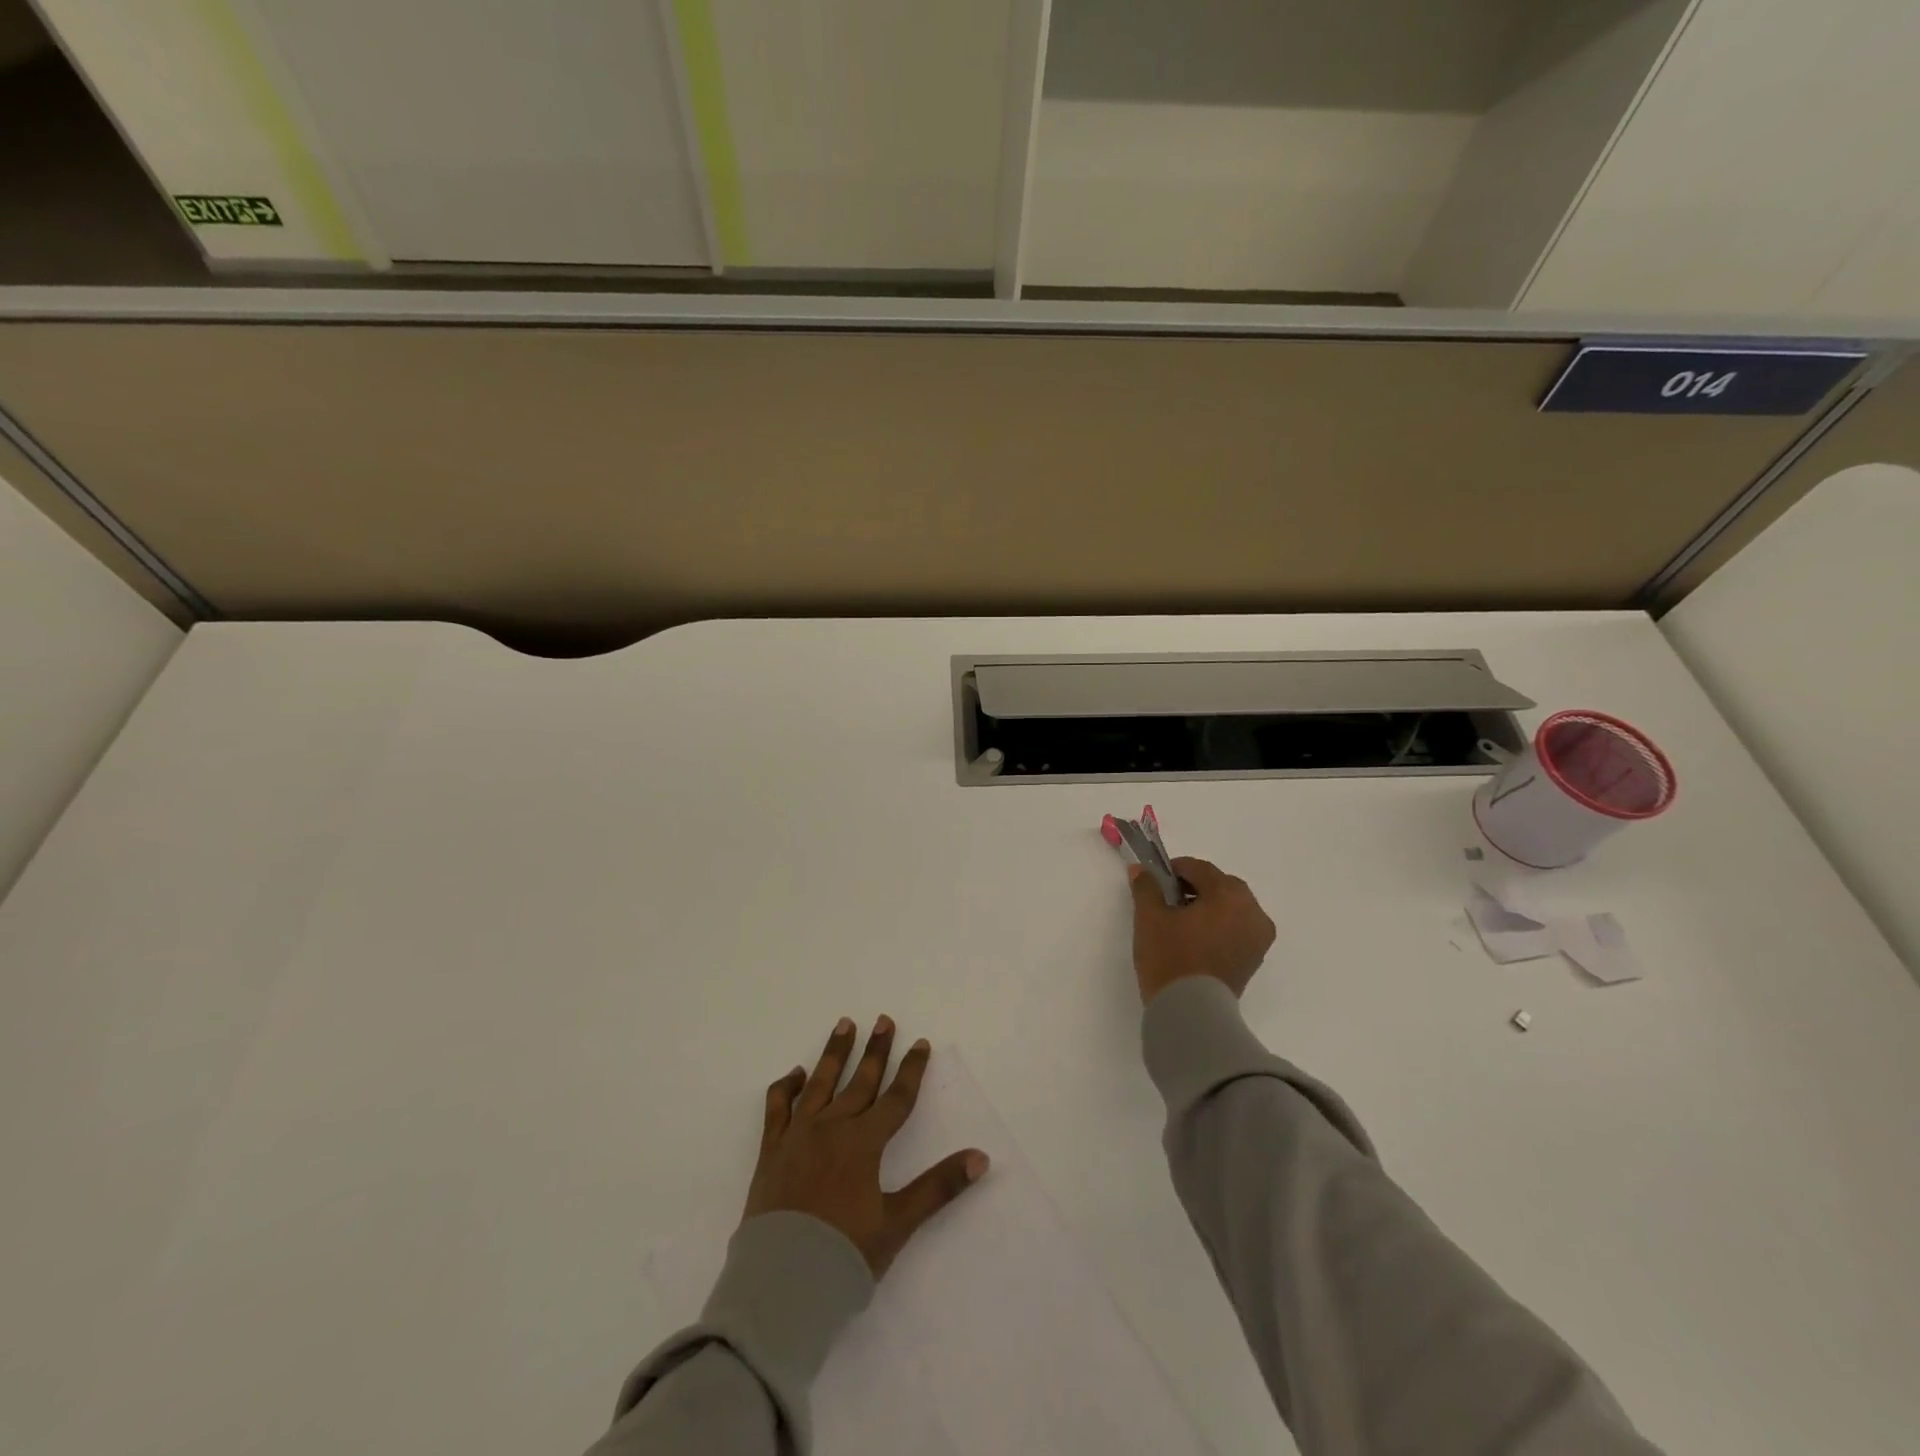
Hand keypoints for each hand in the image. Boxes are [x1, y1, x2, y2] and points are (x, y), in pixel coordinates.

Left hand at [744, 1016, 988, 1276]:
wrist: (780, 1284)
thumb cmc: (844, 1256)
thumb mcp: (898, 1223)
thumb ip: (938, 1187)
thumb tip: (981, 1157)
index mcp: (863, 1143)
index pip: (896, 1098)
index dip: (911, 1070)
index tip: (921, 1043)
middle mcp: (832, 1128)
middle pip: (859, 1081)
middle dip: (875, 1050)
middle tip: (883, 1020)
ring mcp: (798, 1136)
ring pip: (820, 1084)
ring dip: (834, 1053)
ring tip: (844, 1024)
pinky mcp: (771, 1150)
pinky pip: (777, 1107)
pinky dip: (786, 1087)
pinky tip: (796, 1074)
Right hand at [1129, 857, 1275, 1005]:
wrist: (1191, 1013)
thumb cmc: (1171, 958)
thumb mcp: (1150, 918)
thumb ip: (1146, 888)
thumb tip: (1140, 870)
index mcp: (1229, 894)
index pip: (1200, 869)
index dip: (1175, 870)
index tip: (1154, 880)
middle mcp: (1252, 910)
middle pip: (1220, 886)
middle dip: (1194, 887)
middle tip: (1166, 900)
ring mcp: (1258, 937)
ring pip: (1230, 908)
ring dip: (1208, 907)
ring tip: (1179, 922)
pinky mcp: (1255, 958)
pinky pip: (1236, 928)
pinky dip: (1218, 925)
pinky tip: (1194, 938)